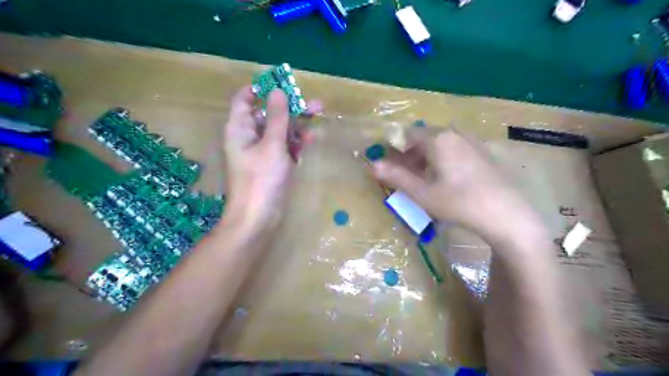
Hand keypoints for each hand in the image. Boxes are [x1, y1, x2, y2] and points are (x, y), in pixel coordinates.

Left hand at [222, 87, 319, 234]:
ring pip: (279, 131)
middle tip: (314, 104)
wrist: (258, 217)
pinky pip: (284, 147)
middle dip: (290, 108)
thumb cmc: (261, 178)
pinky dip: (296, 142)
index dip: (261, 89)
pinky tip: (310, 139)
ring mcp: (262, 152)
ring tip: (319, 116)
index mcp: (239, 128)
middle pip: (268, 115)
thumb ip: (276, 117)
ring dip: (297, 125)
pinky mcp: (272, 165)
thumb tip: (278, 91)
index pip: (245, 99)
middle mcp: (249, 137)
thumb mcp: (272, 144)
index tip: (283, 84)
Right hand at [372, 129, 548, 246]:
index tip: (394, 170)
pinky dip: (444, 160)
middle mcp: (455, 134)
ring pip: (440, 144)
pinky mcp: (483, 152)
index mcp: (438, 139)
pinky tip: (449, 181)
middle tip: (408, 179)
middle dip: (411, 156)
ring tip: (426, 182)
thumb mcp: (423, 193)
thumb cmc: (459, 203)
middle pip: (424, 138)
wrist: (507, 215)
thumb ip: (396, 177)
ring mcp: (471, 141)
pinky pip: (455, 149)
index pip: (408, 135)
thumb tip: (373, 165)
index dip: (397, 151)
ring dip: (427, 159)